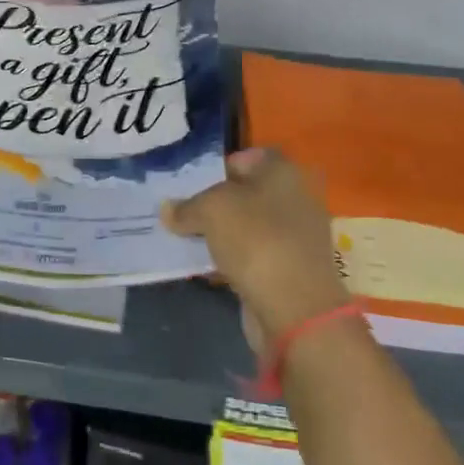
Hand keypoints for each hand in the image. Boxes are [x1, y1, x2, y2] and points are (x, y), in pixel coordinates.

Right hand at [163, 148, 346, 348]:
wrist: (295, 308)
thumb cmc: (256, 239)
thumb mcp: (210, 210)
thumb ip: (186, 207)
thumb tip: (168, 210)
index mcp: (284, 172)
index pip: (250, 156)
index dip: (221, 165)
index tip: (194, 182)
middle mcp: (296, 198)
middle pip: (248, 192)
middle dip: (217, 201)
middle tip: (185, 209)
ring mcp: (295, 237)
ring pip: (249, 225)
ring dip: (222, 232)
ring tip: (188, 237)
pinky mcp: (288, 270)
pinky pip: (252, 255)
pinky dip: (232, 258)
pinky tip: (206, 265)